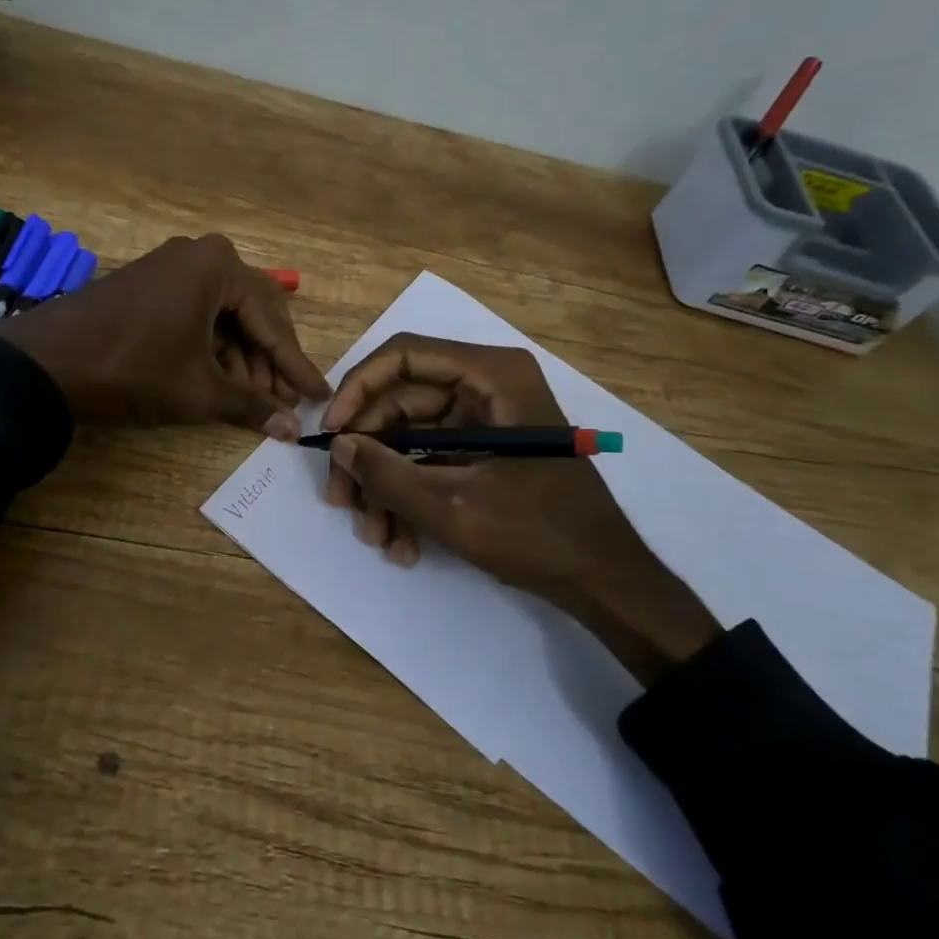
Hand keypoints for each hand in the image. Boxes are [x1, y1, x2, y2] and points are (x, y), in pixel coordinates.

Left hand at [0, 234, 329, 432]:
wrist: (45, 363)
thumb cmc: (132, 369)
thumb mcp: (198, 391)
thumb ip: (251, 406)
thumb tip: (292, 428)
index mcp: (218, 266)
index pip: (273, 321)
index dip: (296, 365)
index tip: (319, 394)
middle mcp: (200, 255)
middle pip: (253, 312)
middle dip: (269, 360)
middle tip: (285, 401)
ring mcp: (171, 266)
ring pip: (224, 314)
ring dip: (241, 357)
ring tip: (255, 400)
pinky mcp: (150, 284)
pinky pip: (197, 313)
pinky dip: (212, 347)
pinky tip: (222, 380)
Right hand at [321, 334, 719, 685]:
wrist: (607, 583)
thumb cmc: (540, 535)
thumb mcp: (455, 509)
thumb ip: (389, 475)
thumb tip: (339, 446)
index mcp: (492, 376)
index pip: (404, 356)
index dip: (358, 389)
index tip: (332, 434)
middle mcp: (486, 385)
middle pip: (400, 401)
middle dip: (369, 454)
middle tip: (342, 501)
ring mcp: (485, 418)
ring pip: (409, 436)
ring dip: (386, 484)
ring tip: (376, 536)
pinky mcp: (483, 449)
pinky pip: (430, 458)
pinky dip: (410, 495)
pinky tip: (401, 542)